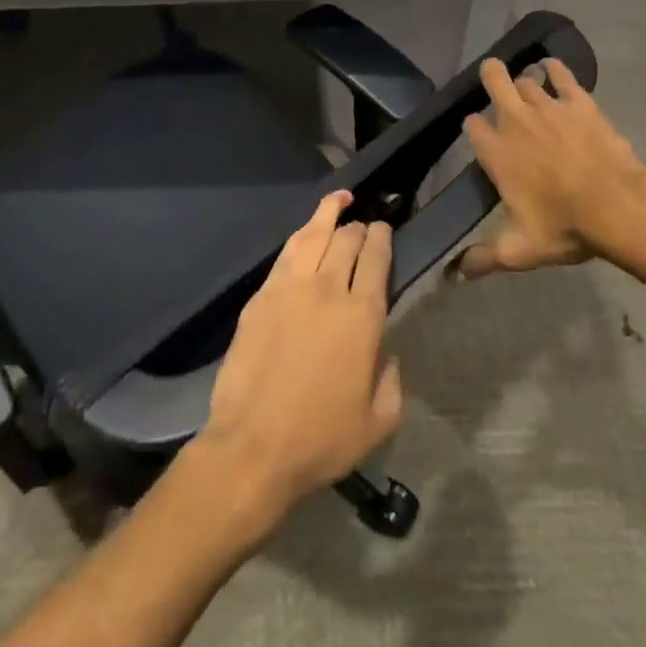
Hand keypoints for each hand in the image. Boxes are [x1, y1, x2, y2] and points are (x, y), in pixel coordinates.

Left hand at [195, 192, 402, 526]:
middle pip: (347, 240)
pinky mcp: (261, 295)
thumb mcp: (379, 421)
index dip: (383, 239)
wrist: (253, 446)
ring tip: (340, 200)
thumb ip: (392, 378)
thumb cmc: (321, 439)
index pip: (377, 259)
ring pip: (313, 235)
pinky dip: (301, 234)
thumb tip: (386, 351)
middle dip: (360, 227)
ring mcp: (290, 288)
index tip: (385, 231)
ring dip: (329, 212)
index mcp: (363, 316)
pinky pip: (286, 253)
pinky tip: (306, 232)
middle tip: (365, 227)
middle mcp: (329, 289)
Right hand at [453, 56, 645, 279]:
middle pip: (494, 80)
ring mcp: (548, 107)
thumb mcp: (518, 250)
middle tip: (493, 80)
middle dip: (490, 76)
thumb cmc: (563, 226)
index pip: (472, 126)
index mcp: (495, 151)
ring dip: (524, 82)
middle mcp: (515, 120)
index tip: (478, 134)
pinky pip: (562, 75)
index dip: (474, 127)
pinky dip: (556, 69)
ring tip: (527, 87)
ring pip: (527, 80)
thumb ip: (482, 259)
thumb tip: (453, 276)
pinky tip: (553, 67)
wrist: (617, 206)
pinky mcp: (579, 102)